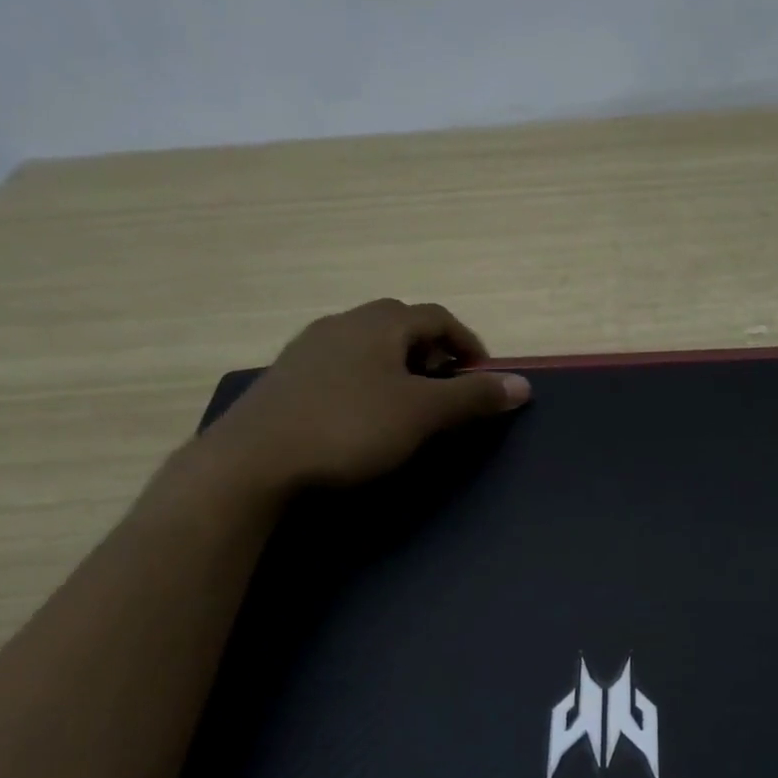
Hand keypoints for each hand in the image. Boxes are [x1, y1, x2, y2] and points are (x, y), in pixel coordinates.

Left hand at [193, 298, 530, 495]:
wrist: (253, 461)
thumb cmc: (349, 428)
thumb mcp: (423, 414)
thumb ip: (473, 397)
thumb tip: (524, 385)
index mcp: (380, 323)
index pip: (437, 317)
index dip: (467, 342)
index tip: (483, 374)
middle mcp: (343, 323)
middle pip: (400, 325)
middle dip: (432, 351)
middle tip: (447, 386)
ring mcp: (308, 348)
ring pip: (367, 345)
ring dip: (397, 365)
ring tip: (408, 401)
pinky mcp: (286, 378)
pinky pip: (340, 366)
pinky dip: (365, 380)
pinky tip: (361, 414)